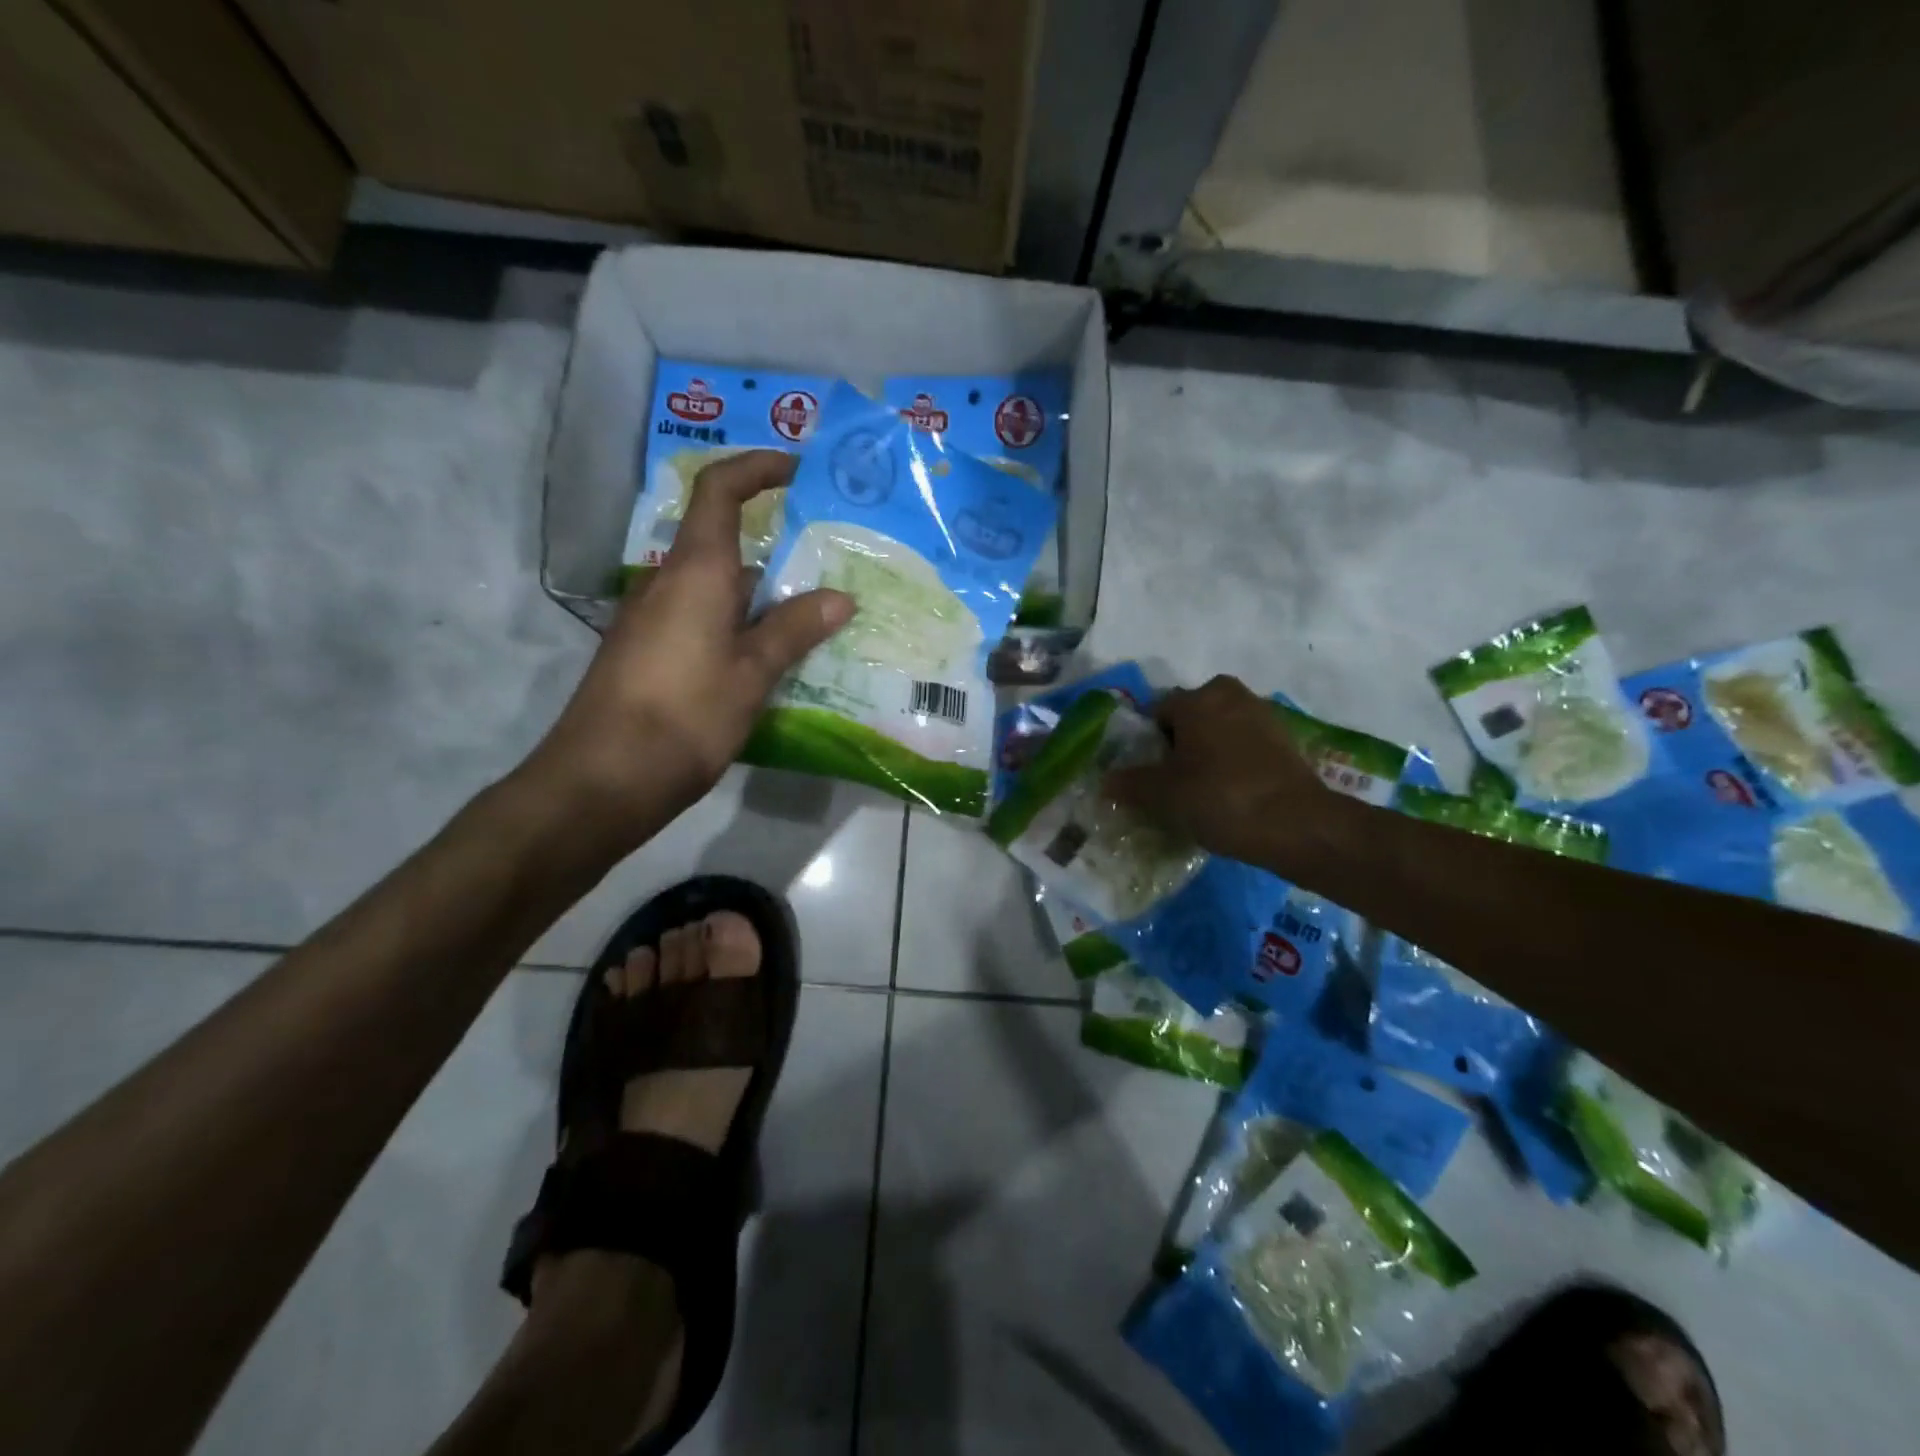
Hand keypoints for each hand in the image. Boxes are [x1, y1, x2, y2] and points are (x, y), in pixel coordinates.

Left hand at [526, 451, 852, 841]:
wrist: (604, 778)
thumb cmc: (684, 715)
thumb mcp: (751, 673)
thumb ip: (794, 629)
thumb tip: (841, 598)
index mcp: (696, 572)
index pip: (719, 491)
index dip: (756, 468)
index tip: (798, 469)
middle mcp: (669, 582)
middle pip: (724, 541)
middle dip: (777, 545)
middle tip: (830, 563)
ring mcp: (655, 618)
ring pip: (717, 587)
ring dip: (763, 593)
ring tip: (816, 615)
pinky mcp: (650, 652)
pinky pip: (704, 619)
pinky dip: (741, 623)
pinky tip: (774, 657)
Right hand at [1105, 675, 1344, 873]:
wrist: (1298, 826)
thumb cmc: (1221, 799)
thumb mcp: (1163, 795)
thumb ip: (1130, 784)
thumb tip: (1106, 781)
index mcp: (1198, 698)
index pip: (1157, 712)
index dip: (1147, 744)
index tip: (1148, 774)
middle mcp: (1231, 695)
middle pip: (1190, 718)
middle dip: (1179, 744)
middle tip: (1173, 782)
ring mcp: (1263, 715)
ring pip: (1219, 730)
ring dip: (1207, 753)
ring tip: (1202, 791)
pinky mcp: (1286, 740)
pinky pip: (1245, 745)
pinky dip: (1234, 763)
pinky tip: (1231, 794)